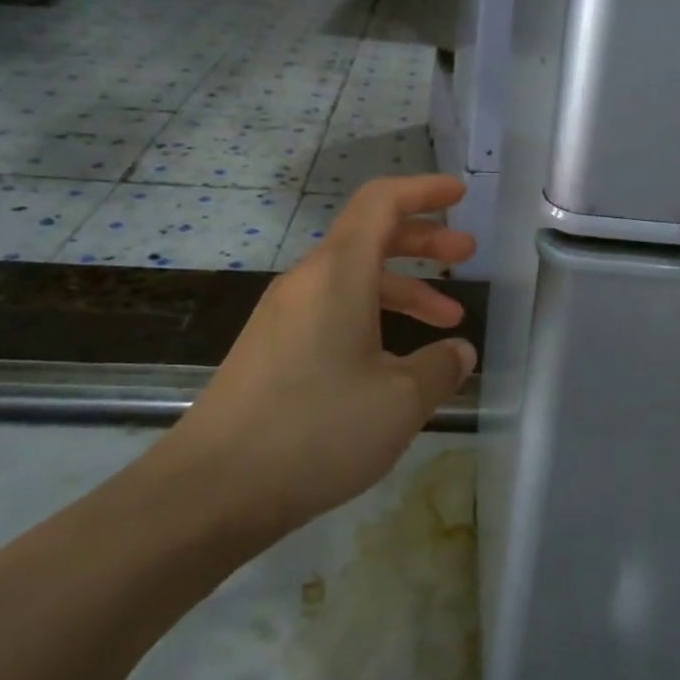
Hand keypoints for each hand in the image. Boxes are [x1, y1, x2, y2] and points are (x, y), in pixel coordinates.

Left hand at [162, 174, 478, 540]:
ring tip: (446, 321)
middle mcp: (306, 282)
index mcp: (337, 274)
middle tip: (466, 254)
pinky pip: (332, 311)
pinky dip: (373, 316)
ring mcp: (283, 316)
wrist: (213, 489)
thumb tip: (459, 352)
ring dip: (403, 288)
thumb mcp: (400, 401)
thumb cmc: (317, 430)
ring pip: (353, 280)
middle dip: (423, 239)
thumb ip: (440, 368)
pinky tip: (393, 360)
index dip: (423, 190)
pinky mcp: (271, 349)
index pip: (381, 202)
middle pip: (370, 236)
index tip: (459, 194)